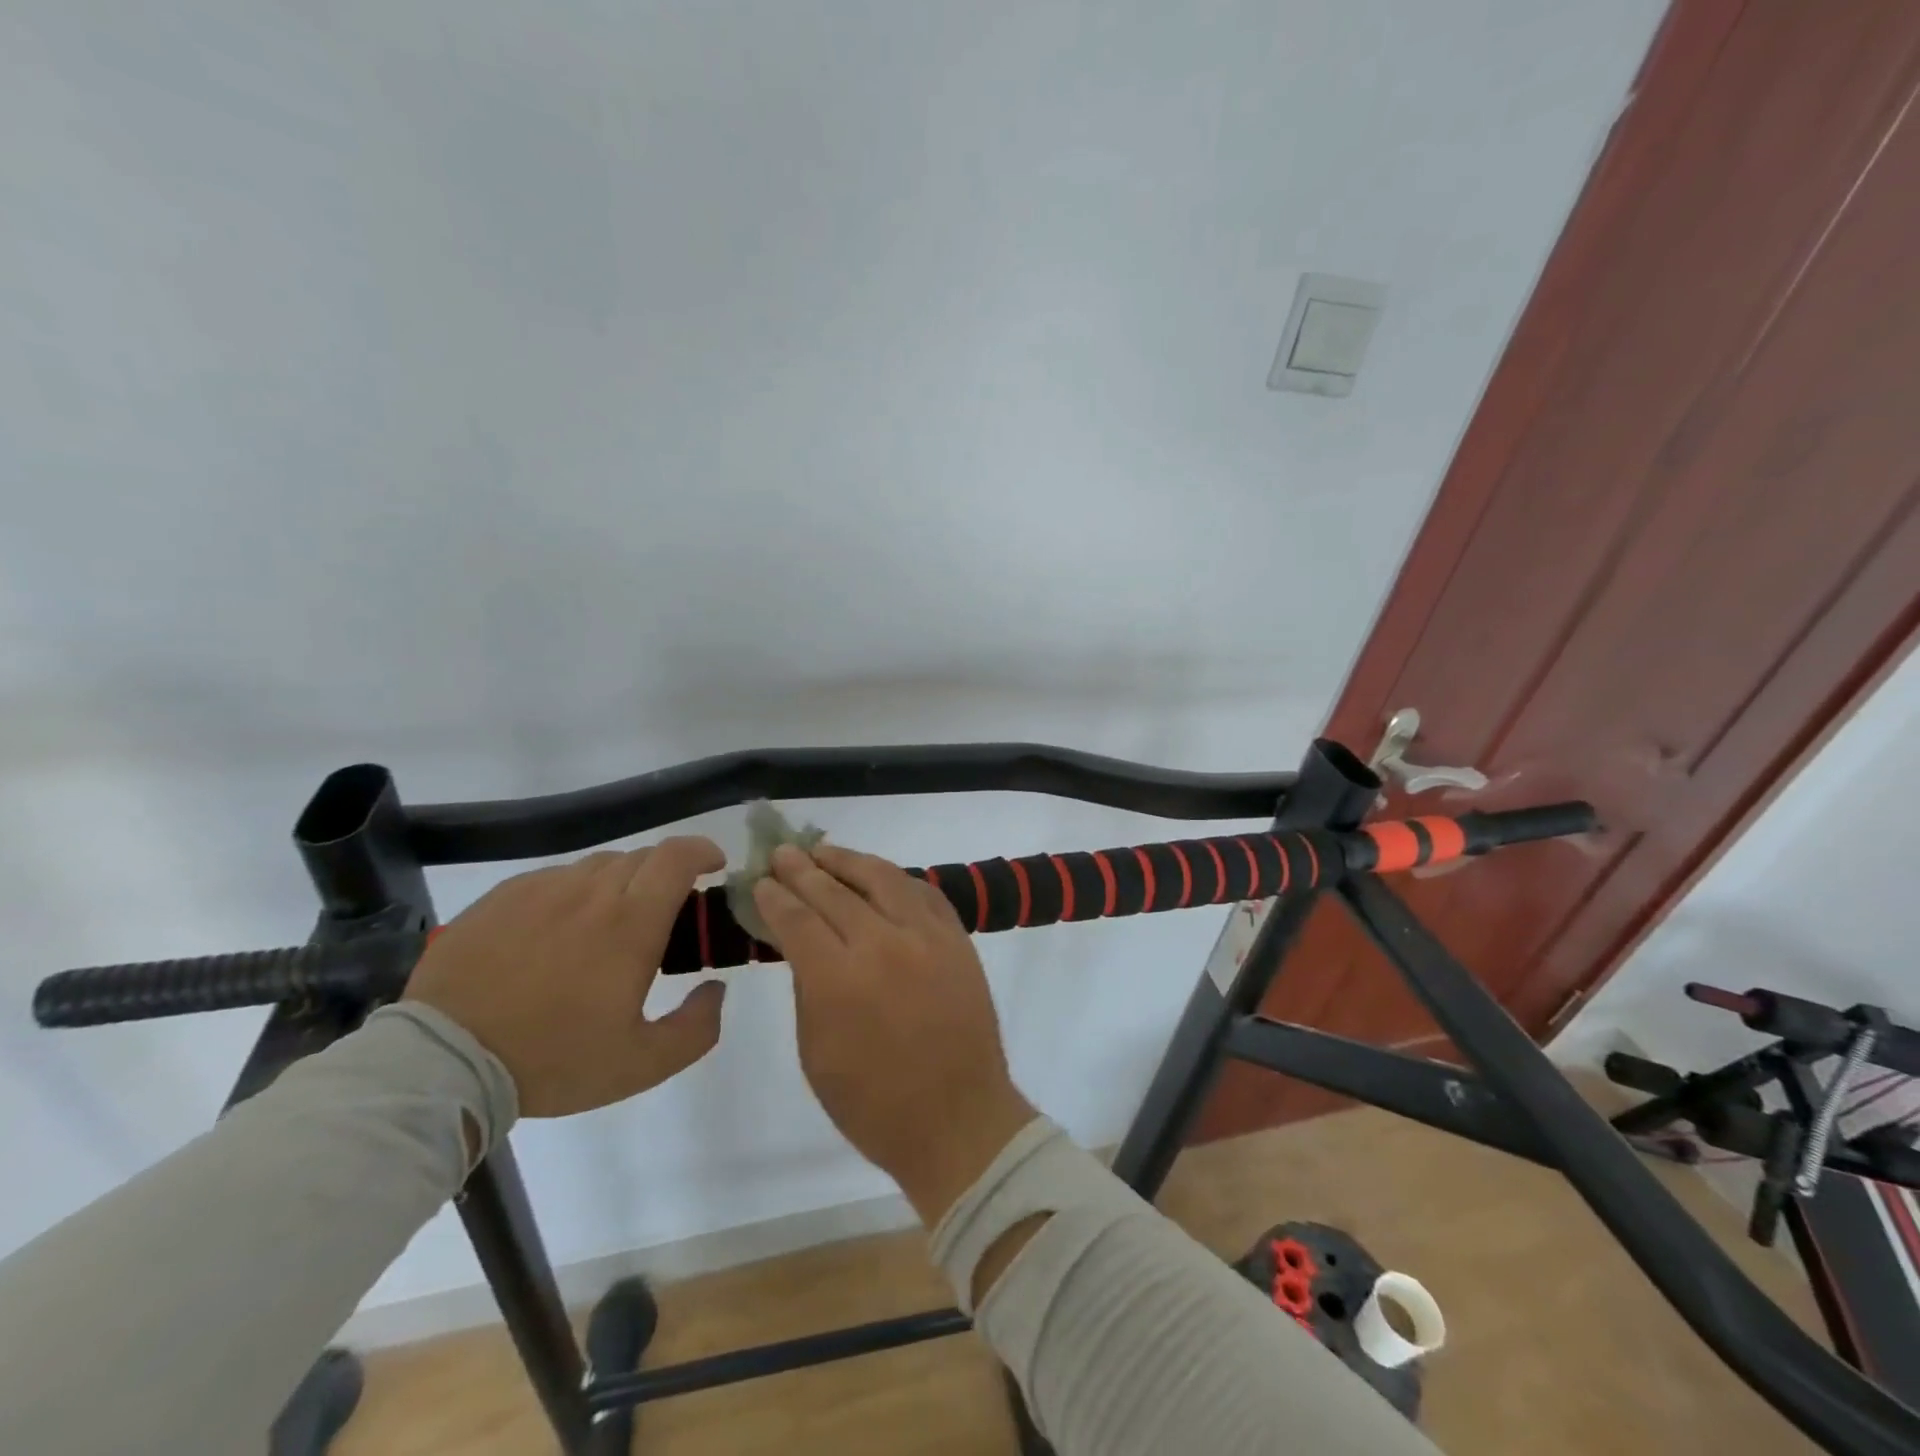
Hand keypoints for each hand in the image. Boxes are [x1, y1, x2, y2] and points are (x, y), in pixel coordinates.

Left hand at [406, 838, 727, 1117]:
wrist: (443, 1063)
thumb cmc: (552, 1059)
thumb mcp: (640, 1064)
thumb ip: (696, 1028)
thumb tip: (716, 990)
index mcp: (632, 922)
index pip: (678, 856)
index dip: (703, 851)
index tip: (713, 867)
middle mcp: (591, 891)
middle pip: (643, 857)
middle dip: (665, 874)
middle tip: (664, 912)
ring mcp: (542, 889)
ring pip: (598, 866)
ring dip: (620, 883)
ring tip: (609, 923)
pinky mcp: (502, 897)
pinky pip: (554, 879)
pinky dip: (574, 893)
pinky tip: (559, 930)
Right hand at [753, 843, 1035, 1224]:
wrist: (958, 1120)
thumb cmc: (873, 1103)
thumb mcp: (816, 1053)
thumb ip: (807, 986)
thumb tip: (800, 941)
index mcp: (839, 979)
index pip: (797, 919)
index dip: (775, 896)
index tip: (760, 880)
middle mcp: (883, 944)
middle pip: (834, 891)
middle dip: (803, 869)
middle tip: (782, 852)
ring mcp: (926, 936)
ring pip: (882, 878)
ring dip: (848, 861)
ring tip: (824, 851)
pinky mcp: (957, 939)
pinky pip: (922, 892)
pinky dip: (895, 879)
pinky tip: (878, 875)